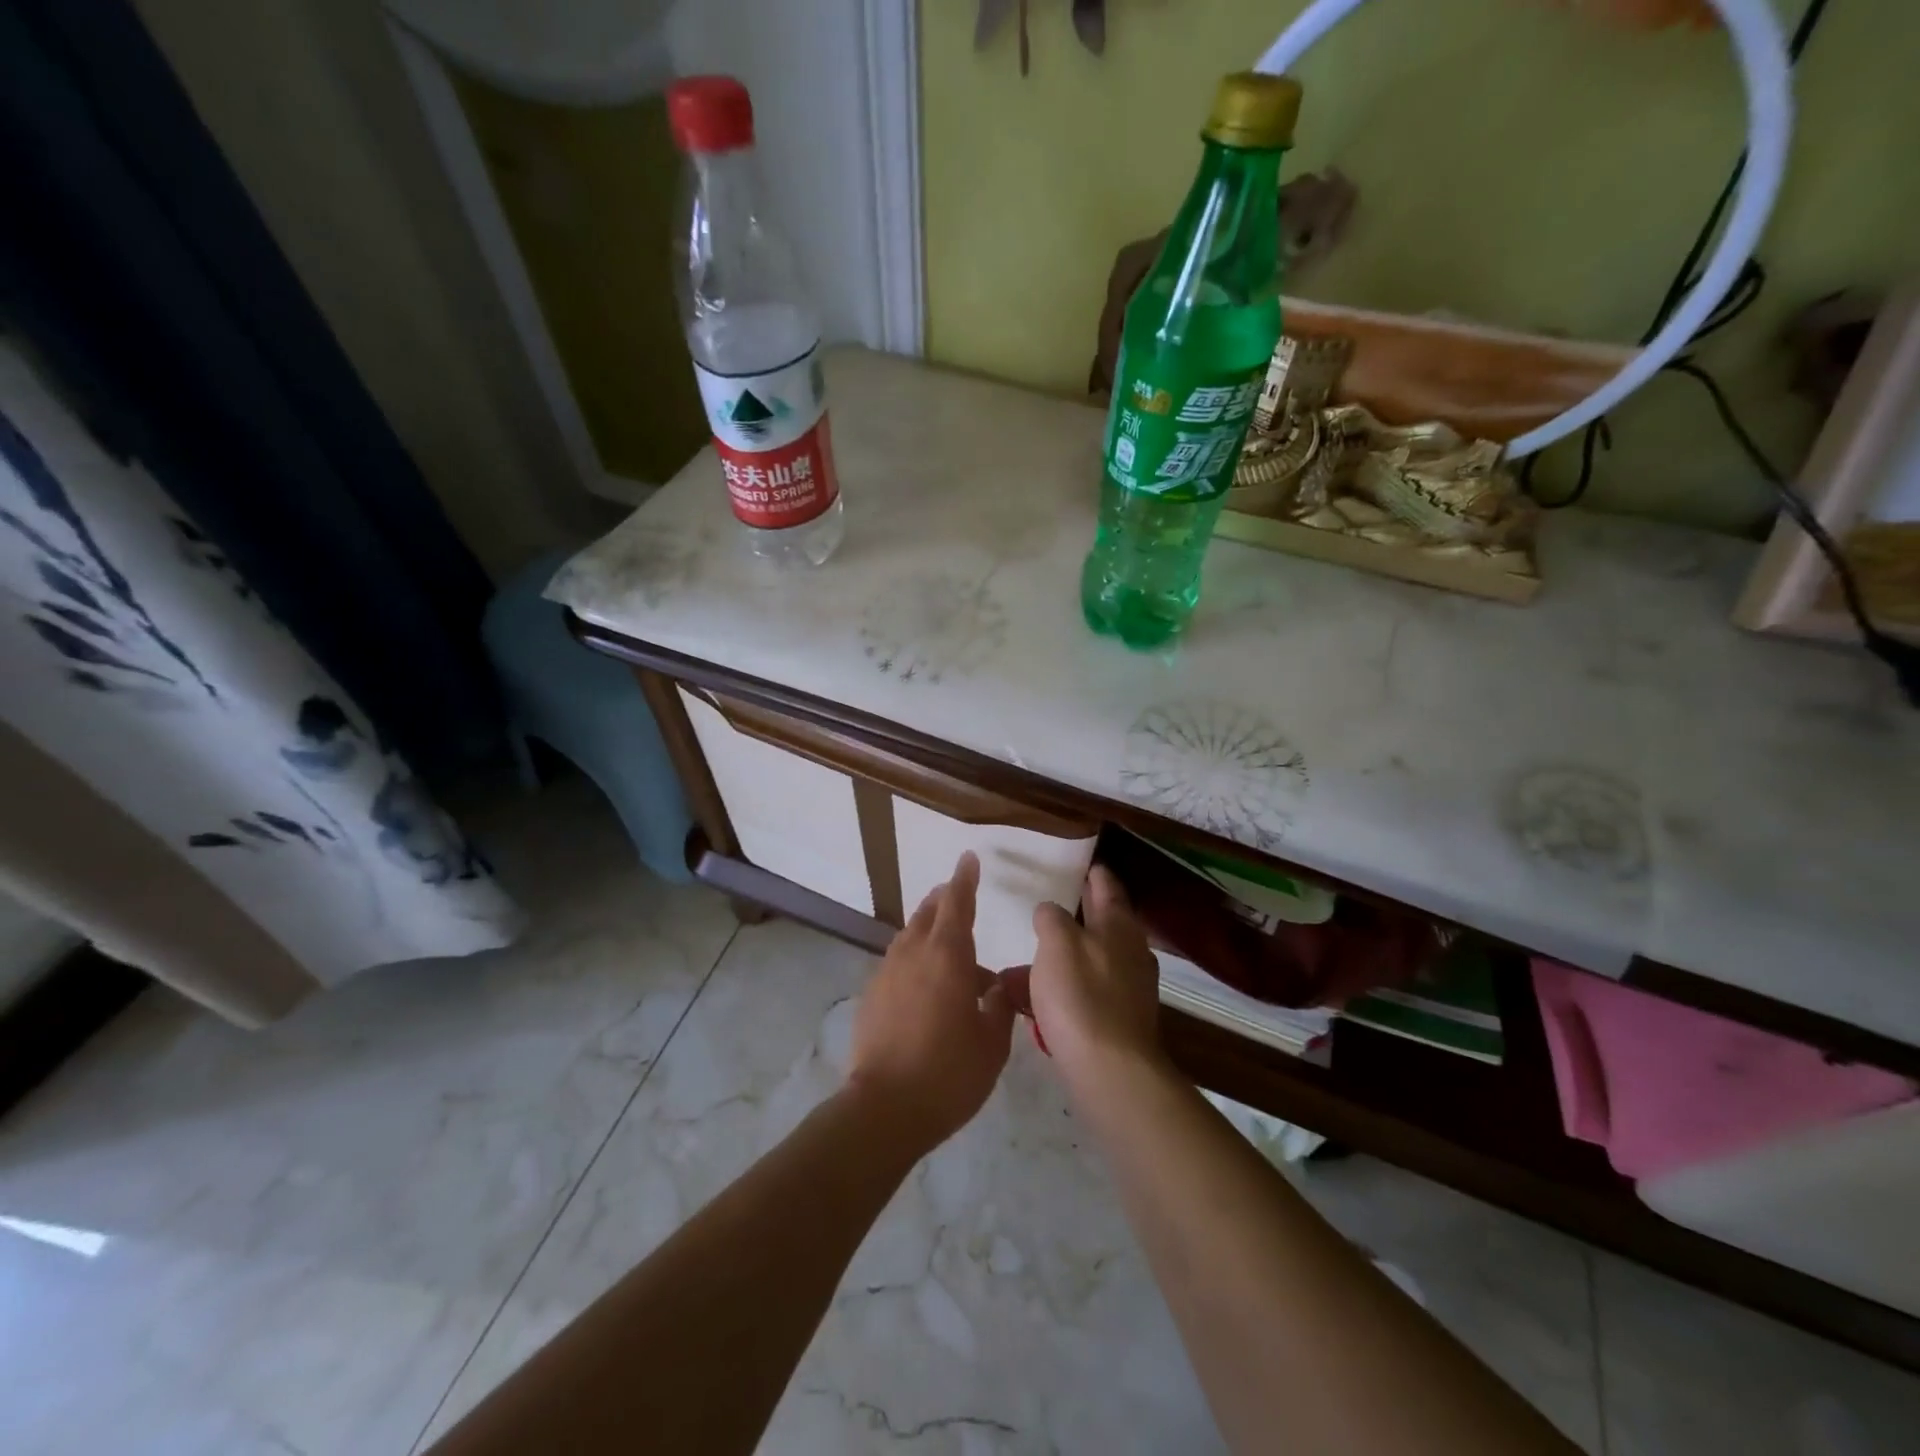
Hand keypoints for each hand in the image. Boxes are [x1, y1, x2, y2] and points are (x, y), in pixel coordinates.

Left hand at [847, 852, 1015, 1148]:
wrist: (884, 1108)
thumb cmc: (949, 1073)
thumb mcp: (992, 1044)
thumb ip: (997, 1007)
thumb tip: (994, 987)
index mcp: (948, 956)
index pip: (957, 902)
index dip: (965, 879)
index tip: (968, 858)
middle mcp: (914, 954)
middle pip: (929, 912)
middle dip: (944, 899)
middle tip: (957, 894)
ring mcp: (887, 973)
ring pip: (909, 935)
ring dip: (927, 927)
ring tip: (943, 938)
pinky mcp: (871, 995)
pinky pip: (896, 962)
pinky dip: (913, 958)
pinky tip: (923, 981)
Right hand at [1028, 866, 1164, 1085]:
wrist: (1111, 1071)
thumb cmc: (1081, 996)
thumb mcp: (1057, 943)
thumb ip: (1051, 918)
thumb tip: (1050, 911)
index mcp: (1119, 925)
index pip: (1107, 885)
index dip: (1092, 872)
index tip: (1077, 863)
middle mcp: (1129, 952)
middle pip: (1098, 924)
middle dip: (1070, 916)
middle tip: (1044, 906)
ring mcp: (1126, 989)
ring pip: (1085, 962)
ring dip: (1055, 960)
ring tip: (1018, 964)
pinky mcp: (1116, 1021)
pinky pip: (1082, 995)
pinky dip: (1058, 992)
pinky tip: (1028, 1002)